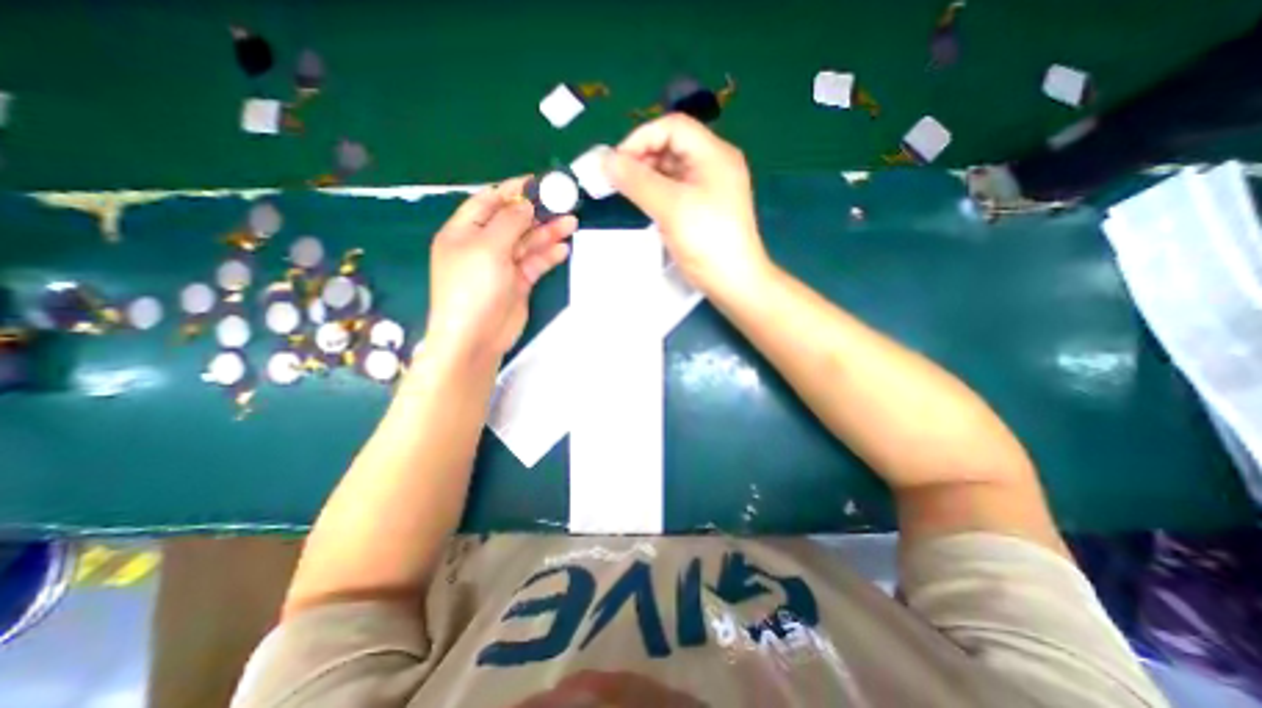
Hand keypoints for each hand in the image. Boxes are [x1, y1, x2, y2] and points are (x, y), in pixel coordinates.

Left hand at [425, 176, 577, 365]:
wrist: (476, 337)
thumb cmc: (473, 287)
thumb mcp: (487, 247)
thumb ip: (509, 222)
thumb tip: (526, 203)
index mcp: (464, 231)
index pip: (489, 201)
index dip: (513, 189)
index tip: (539, 181)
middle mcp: (483, 245)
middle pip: (513, 221)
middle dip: (537, 211)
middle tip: (564, 202)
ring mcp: (502, 265)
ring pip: (528, 242)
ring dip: (548, 232)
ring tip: (572, 222)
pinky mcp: (518, 283)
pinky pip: (535, 263)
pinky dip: (548, 255)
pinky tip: (564, 249)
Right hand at [604, 110, 769, 292]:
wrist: (734, 282)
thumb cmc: (706, 241)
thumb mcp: (670, 207)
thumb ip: (637, 181)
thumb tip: (605, 160)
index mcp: (714, 154)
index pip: (673, 127)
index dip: (641, 138)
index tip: (616, 162)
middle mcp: (714, 165)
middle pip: (673, 147)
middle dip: (642, 158)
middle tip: (617, 179)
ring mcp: (711, 188)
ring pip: (673, 170)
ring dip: (648, 176)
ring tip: (626, 192)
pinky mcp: (705, 209)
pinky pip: (677, 190)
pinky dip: (658, 193)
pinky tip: (644, 204)